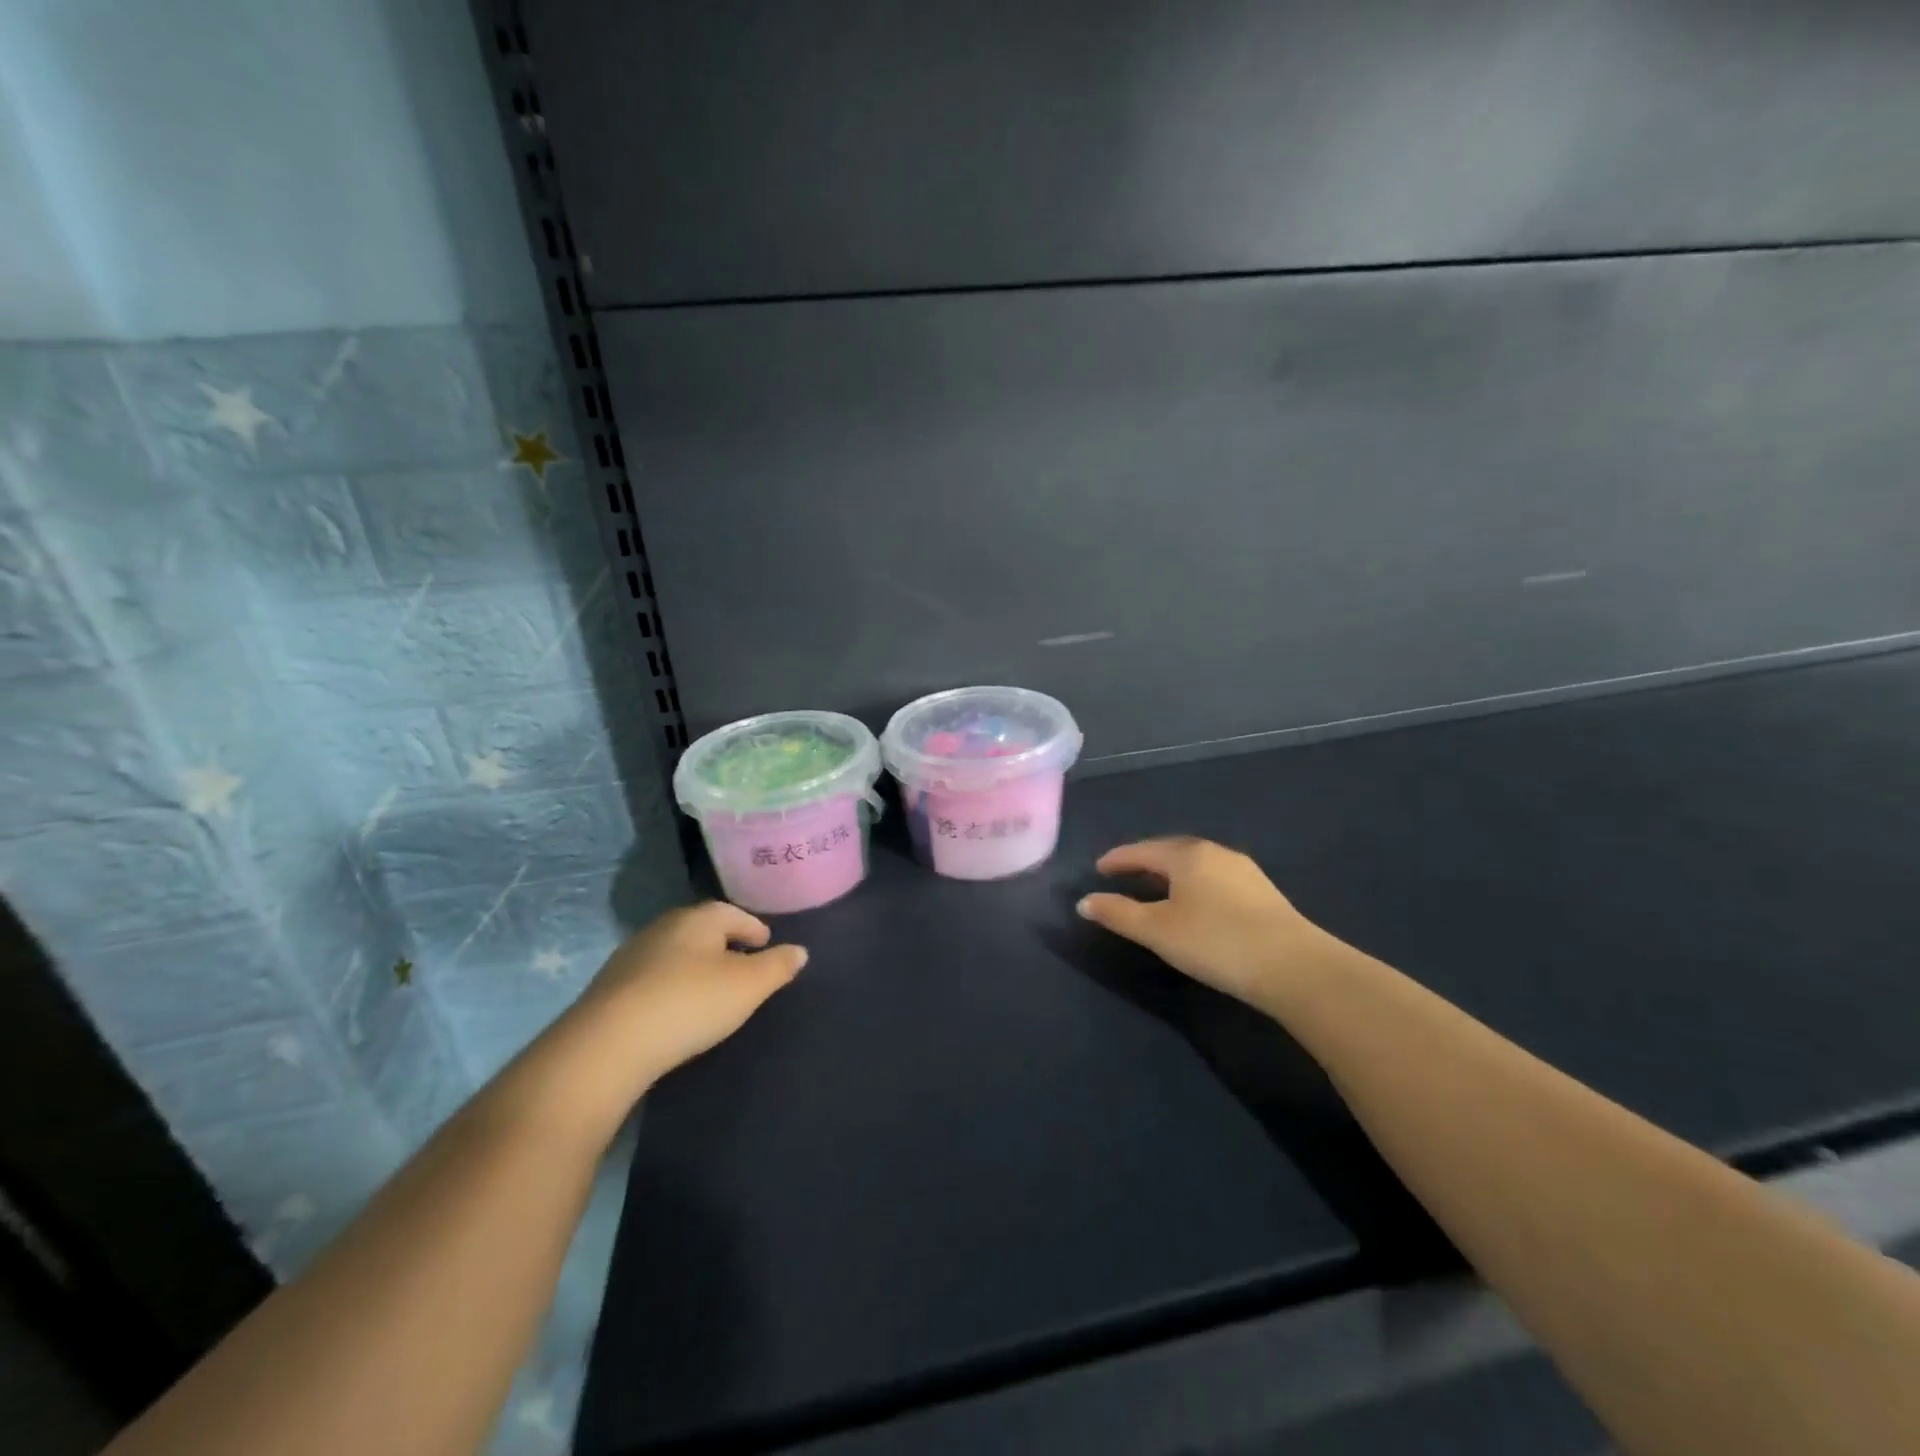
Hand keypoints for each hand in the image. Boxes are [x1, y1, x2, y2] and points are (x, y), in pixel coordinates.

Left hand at [579, 902, 807, 1080]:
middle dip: (724, 944)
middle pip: (703, 929)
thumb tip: (800, 951)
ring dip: (695, 965)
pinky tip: (676, 1008)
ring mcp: (633, 954)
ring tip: (711, 989)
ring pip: (676, 952)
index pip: (734, 914)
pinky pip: (653, 977)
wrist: (609, 1043)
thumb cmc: (691, 1003)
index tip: (766, 945)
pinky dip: (671, 985)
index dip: (754, 929)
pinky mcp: (611, 986)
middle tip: (743, 966)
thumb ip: (777, 966)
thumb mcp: (749, 986)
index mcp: (700, 918)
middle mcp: (665, 926)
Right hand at [1077, 837, 1345, 1014]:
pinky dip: (1194, 885)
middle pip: (1171, 852)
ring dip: (1172, 874)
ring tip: (1156, 890)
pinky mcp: (1263, 893)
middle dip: (1145, 862)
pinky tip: (1195, 905)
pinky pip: (1215, 879)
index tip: (1099, 868)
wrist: (1295, 968)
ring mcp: (1244, 871)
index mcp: (1187, 854)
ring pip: (1196, 865)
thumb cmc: (1215, 942)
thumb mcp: (1157, 930)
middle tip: (1124, 875)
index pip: (1142, 850)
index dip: (1118, 859)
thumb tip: (1085, 902)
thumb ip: (1118, 914)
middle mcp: (1216, 853)